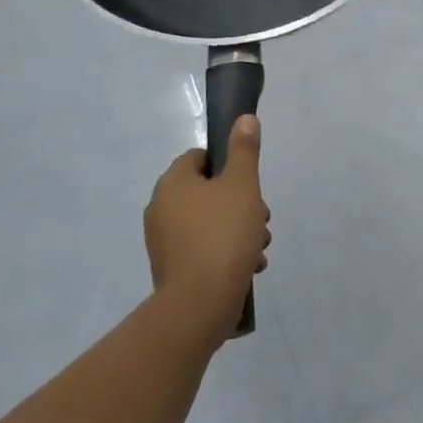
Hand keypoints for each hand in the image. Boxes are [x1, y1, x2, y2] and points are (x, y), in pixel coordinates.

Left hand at [145, 115, 270, 343]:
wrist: (201, 304)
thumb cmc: (223, 234)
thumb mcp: (243, 185)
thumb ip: (244, 150)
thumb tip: (244, 118)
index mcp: (172, 183)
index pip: (199, 157)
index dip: (227, 164)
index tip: (249, 182)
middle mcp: (160, 209)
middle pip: (207, 191)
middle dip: (240, 202)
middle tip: (262, 217)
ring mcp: (163, 242)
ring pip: (209, 222)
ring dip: (238, 229)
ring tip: (260, 247)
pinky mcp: (172, 270)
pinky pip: (203, 249)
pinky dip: (225, 252)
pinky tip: (249, 266)